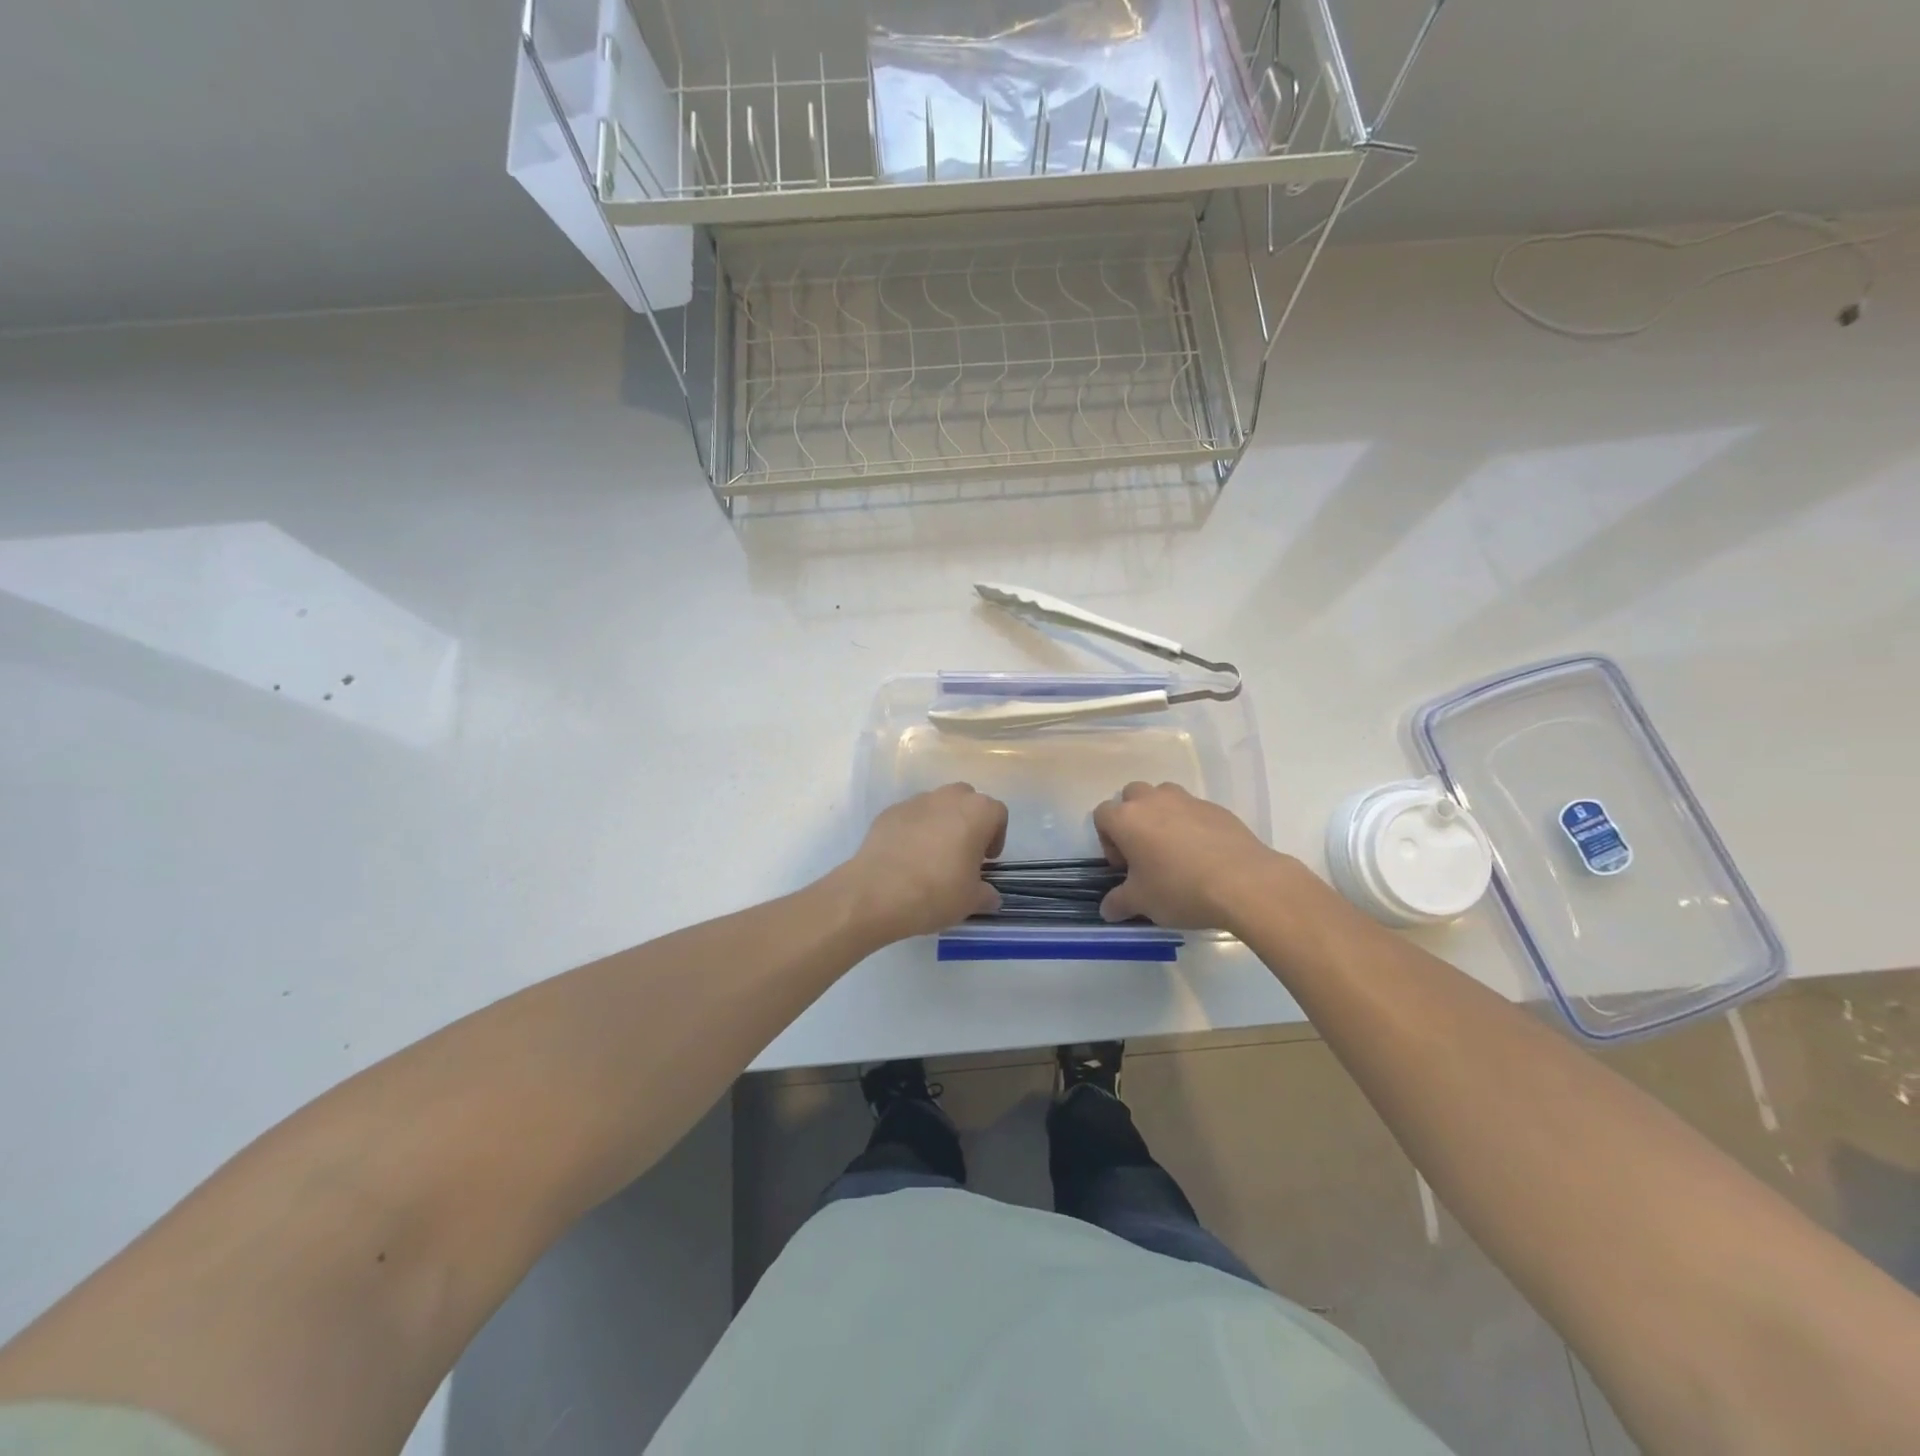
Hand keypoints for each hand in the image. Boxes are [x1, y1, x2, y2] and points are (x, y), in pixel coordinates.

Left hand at [839, 784, 1007, 942]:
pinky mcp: (889, 812)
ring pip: (937, 805)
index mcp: (976, 812)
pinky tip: (907, 857)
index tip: (987, 859)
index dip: (997, 836)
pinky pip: (911, 816)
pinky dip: (914, 829)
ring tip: (932, 855)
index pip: (997, 813)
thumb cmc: (935, 892)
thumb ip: (986, 894)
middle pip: (967, 800)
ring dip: (941, 823)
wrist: (876, 893)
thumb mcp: (970, 901)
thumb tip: (990, 896)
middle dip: (969, 821)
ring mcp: (915, 802)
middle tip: (963, 852)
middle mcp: (947, 798)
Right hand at [1093, 781, 1295, 930]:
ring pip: (1164, 796)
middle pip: (1132, 796)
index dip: (1107, 840)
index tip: (1124, 867)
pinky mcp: (1216, 808)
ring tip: (1175, 850)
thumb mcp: (1142, 902)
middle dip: (1133, 819)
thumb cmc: (1179, 889)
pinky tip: (1204, 855)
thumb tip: (1107, 910)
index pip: (1102, 815)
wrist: (1244, 883)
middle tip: (1145, 853)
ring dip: (1162, 815)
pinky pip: (1194, 810)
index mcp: (1127, 818)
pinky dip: (1191, 825)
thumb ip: (1118, 903)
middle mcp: (1154, 800)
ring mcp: (1187, 800)